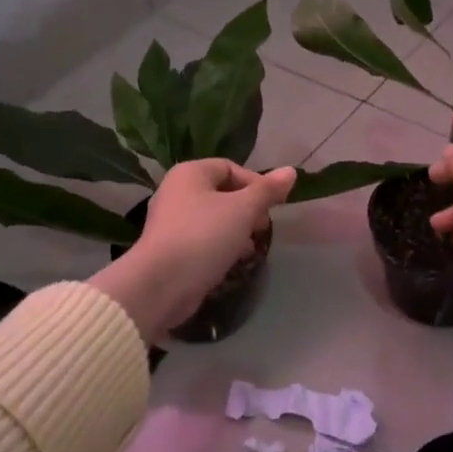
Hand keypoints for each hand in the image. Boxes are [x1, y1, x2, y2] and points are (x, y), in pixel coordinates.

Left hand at [89, 160, 296, 342]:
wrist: (162, 283)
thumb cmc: (204, 236)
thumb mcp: (243, 209)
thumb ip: (267, 191)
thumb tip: (290, 171)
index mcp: (190, 173)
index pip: (230, 167)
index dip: (256, 184)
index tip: (273, 207)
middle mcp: (177, 192)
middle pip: (223, 194)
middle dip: (248, 211)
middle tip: (262, 228)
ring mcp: (172, 222)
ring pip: (214, 219)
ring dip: (237, 232)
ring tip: (251, 248)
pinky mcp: (172, 249)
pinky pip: (204, 240)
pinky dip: (221, 248)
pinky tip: (233, 262)